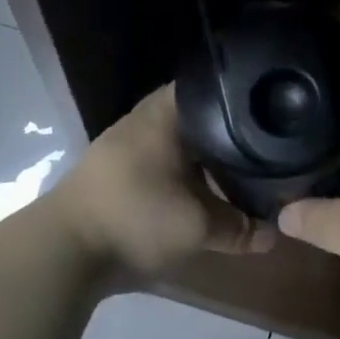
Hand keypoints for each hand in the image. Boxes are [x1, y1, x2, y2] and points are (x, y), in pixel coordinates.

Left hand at [49, 83, 275, 279]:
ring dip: (200, 155)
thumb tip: (273, 233)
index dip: (241, 99)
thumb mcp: (198, 226)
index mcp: (165, 114)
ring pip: (175, 139)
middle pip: (195, 115)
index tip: (267, 113)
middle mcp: (143, 118)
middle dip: (224, 132)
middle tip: (260, 145)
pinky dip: (179, 170)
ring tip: (235, 169)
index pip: (211, 88)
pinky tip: (198, 189)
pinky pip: (157, 159)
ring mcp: (123, 143)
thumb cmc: (137, 218)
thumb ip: (239, 227)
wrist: (65, 249)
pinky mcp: (113, 170)